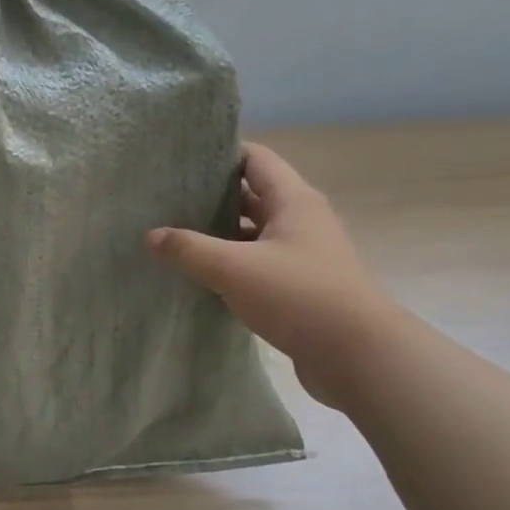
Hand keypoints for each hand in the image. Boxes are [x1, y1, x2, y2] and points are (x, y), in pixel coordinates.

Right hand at [147, 143, 406, 406]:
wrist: (359, 356)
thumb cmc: (299, 296)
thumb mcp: (234, 269)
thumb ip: (189, 249)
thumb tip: (151, 235)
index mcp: (293, 201)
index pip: (255, 159)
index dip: (220, 154)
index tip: (180, 160)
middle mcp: (300, 221)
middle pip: (251, 195)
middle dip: (211, 196)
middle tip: (166, 199)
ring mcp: (301, 255)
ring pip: (252, 233)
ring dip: (218, 234)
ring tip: (173, 236)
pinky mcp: (297, 287)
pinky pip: (256, 265)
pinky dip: (229, 265)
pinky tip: (199, 275)